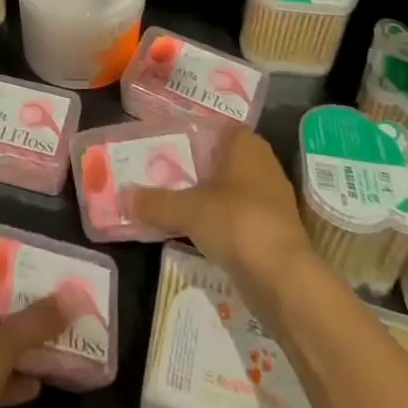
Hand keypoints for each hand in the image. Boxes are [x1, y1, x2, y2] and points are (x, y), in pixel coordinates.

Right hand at [126, 128, 315, 301]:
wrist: (284, 279)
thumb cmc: (236, 222)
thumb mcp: (186, 210)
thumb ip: (155, 202)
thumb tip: (123, 197)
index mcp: (246, 144)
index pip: (216, 127)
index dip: (192, 134)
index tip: (166, 144)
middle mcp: (263, 164)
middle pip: (222, 159)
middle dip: (196, 167)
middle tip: (163, 173)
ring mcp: (273, 199)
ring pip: (232, 190)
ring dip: (209, 197)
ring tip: (175, 203)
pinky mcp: (276, 231)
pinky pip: (241, 217)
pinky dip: (222, 222)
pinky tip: (200, 233)